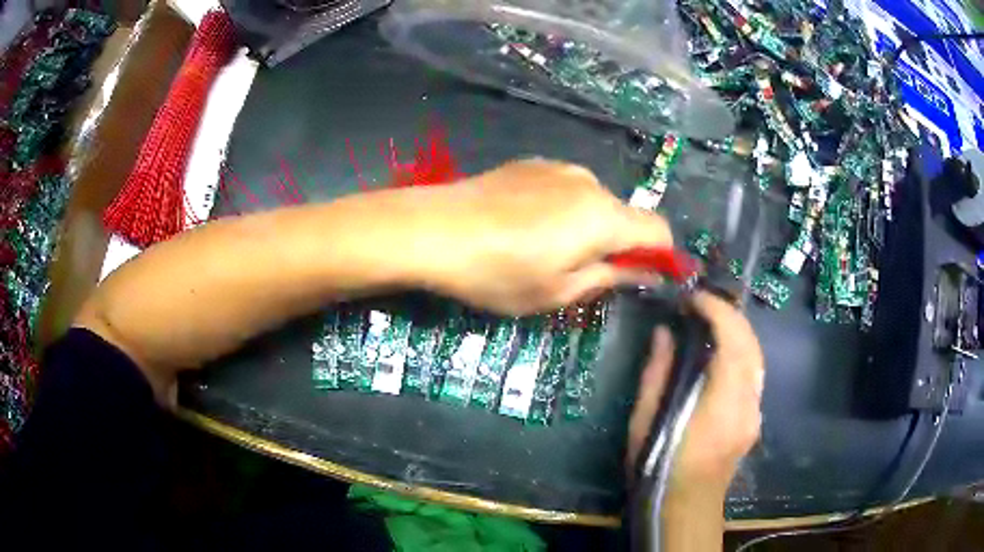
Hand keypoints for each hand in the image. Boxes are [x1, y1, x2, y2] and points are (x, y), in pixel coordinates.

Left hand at [414, 159, 670, 314]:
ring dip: (587, 226)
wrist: (435, 229)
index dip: (660, 256)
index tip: (641, 277)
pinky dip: (562, 209)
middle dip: (618, 244)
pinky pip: (564, 189)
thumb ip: (609, 278)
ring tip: (544, 249)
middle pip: (625, 215)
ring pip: (593, 201)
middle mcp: (590, 183)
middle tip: (582, 273)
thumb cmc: (499, 272)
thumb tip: (643, 271)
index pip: (659, 230)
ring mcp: (558, 168)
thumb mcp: (558, 291)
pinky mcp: (530, 163)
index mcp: (605, 217)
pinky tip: (523, 226)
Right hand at [627, 292, 763, 494]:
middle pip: (751, 343)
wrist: (684, 506)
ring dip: (736, 331)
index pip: (732, 340)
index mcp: (721, 402)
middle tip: (699, 304)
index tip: (693, 298)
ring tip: (709, 321)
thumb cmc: (658, 466)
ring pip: (756, 356)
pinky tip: (720, 354)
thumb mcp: (645, 420)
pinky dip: (739, 351)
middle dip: (729, 314)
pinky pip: (752, 373)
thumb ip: (657, 373)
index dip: (716, 310)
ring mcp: (755, 411)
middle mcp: (748, 402)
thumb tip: (664, 333)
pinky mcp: (755, 418)